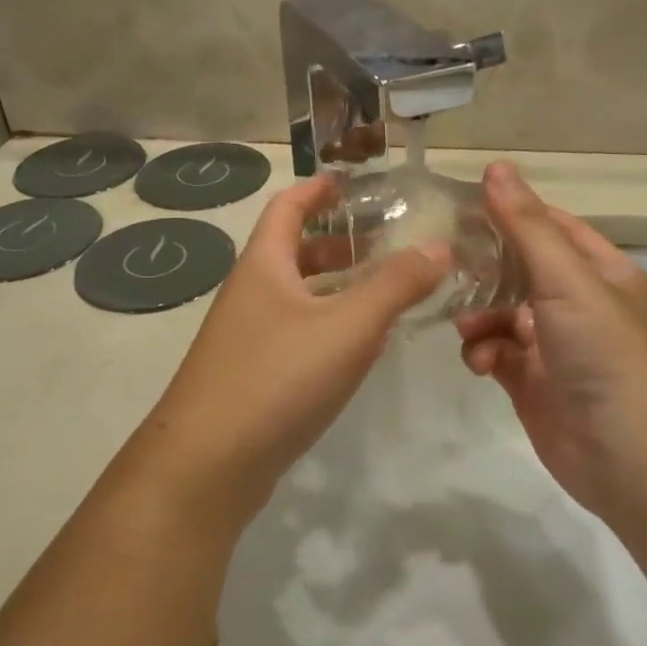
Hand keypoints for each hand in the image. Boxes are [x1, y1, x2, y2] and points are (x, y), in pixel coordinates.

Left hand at [137, 174, 447, 528]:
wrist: (207, 463)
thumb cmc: (277, 378)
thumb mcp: (348, 326)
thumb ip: (395, 285)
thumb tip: (438, 247)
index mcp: (263, 266)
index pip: (287, 207)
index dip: (317, 190)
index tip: (349, 181)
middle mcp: (250, 294)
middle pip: (291, 251)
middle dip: (334, 242)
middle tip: (381, 240)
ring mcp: (246, 337)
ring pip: (295, 296)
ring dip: (333, 286)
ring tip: (380, 288)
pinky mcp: (252, 375)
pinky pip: (295, 333)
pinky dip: (326, 325)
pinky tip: (356, 346)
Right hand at [456, 163, 646, 520]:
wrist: (629, 454)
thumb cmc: (605, 352)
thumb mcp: (567, 279)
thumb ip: (527, 226)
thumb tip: (495, 167)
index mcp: (600, 272)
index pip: (550, 227)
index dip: (509, 212)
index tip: (458, 206)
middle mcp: (578, 303)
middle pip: (519, 269)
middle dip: (484, 268)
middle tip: (443, 262)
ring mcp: (553, 344)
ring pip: (501, 313)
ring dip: (479, 316)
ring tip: (467, 327)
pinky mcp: (531, 381)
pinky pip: (495, 352)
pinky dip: (482, 352)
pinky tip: (480, 363)